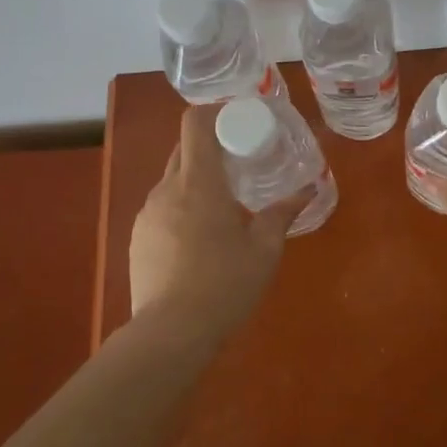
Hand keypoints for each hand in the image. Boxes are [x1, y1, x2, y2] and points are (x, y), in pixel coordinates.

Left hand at [130, 104, 311, 327]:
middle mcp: (167, 189)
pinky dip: (182, 208)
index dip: (215, 113)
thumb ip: (283, 214)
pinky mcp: (138, 237)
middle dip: (211, 147)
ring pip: (173, 180)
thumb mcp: (265, 250)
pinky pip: (162, 208)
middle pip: (185, 149)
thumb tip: (307, 190)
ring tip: (223, 205)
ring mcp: (147, 213)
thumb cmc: (225, 284)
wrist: (171, 333)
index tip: (239, 122)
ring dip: (197, 181)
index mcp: (199, 182)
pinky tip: (199, 239)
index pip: (195, 123)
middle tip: (241, 163)